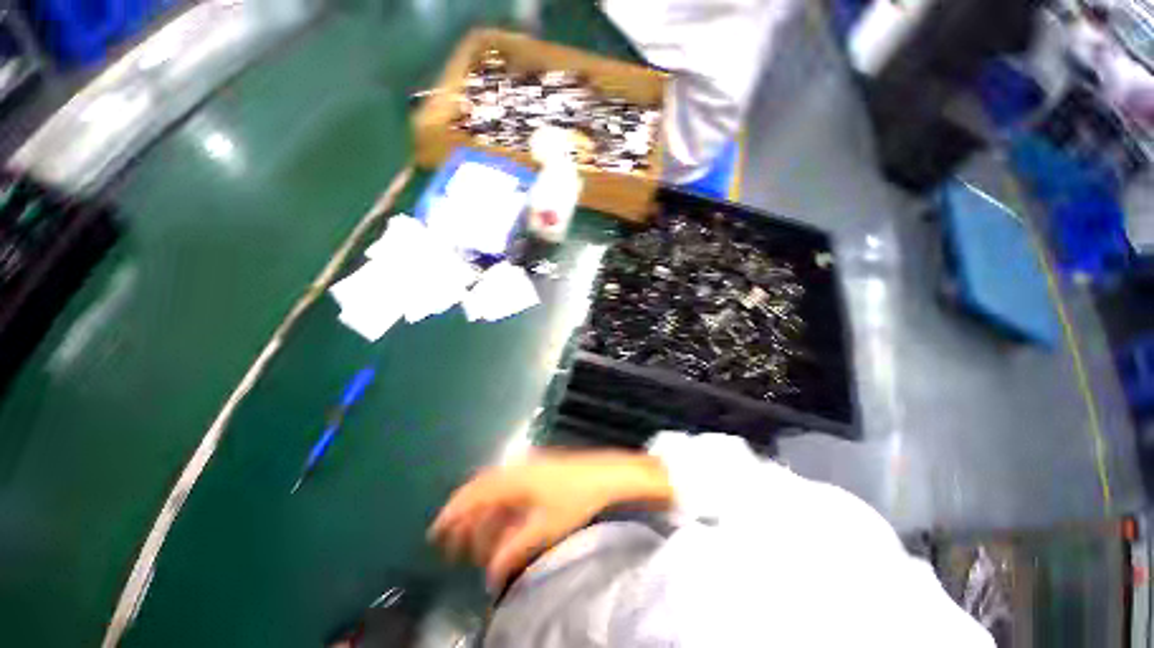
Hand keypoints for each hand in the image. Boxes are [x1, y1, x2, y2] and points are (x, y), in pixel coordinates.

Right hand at [428, 450, 672, 590]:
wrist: (607, 474)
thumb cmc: (576, 499)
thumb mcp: (544, 528)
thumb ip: (513, 550)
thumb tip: (490, 573)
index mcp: (513, 478)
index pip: (473, 494)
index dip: (452, 513)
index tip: (436, 533)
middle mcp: (516, 468)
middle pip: (481, 490)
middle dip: (466, 517)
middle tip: (456, 545)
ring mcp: (529, 466)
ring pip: (496, 490)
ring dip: (485, 514)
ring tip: (479, 542)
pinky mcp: (539, 470)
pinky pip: (510, 488)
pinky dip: (501, 507)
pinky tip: (504, 525)